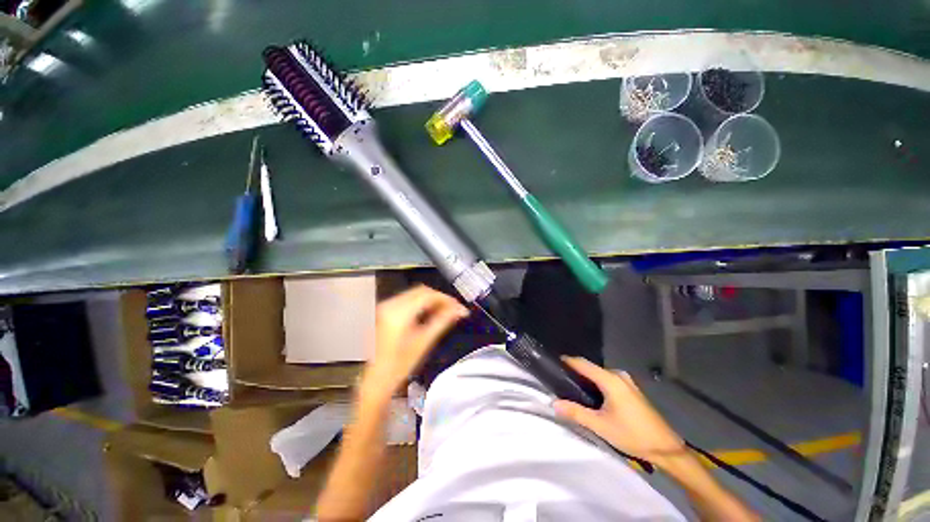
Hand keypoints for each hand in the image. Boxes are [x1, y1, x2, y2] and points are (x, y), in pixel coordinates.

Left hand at [359, 285, 468, 404]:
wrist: (374, 381)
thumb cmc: (397, 368)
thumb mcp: (424, 343)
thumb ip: (443, 321)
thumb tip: (459, 310)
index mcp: (399, 313)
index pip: (428, 295)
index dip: (446, 299)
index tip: (459, 307)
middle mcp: (389, 306)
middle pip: (421, 291)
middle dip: (440, 299)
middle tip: (454, 309)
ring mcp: (384, 308)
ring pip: (414, 294)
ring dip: (431, 300)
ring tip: (444, 312)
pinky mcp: (383, 312)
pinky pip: (406, 300)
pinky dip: (420, 304)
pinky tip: (429, 313)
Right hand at [553, 357, 685, 468]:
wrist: (665, 448)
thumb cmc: (632, 434)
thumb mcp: (601, 426)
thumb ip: (576, 412)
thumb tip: (554, 403)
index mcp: (610, 379)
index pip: (582, 363)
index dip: (566, 361)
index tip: (552, 364)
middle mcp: (618, 375)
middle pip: (590, 368)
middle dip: (575, 372)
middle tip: (559, 381)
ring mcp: (626, 381)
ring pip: (599, 374)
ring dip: (586, 379)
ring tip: (572, 389)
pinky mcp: (630, 389)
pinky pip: (607, 380)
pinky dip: (596, 384)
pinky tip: (591, 396)